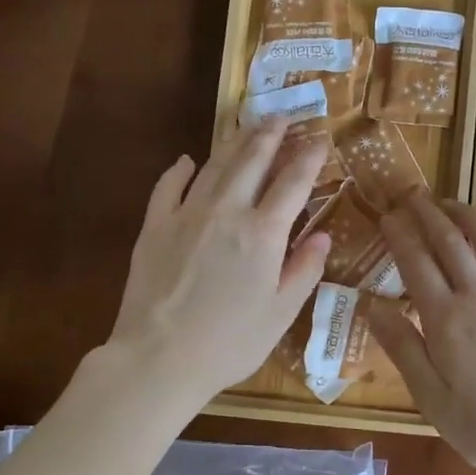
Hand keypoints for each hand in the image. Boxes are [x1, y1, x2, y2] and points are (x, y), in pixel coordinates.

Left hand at [104, 121, 330, 405]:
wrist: (159, 359)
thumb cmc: (230, 342)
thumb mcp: (281, 313)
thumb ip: (304, 269)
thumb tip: (321, 236)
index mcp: (264, 232)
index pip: (294, 182)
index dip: (310, 157)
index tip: (320, 139)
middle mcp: (227, 210)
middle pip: (253, 160)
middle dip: (271, 134)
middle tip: (282, 115)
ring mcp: (186, 214)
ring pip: (215, 165)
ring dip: (234, 142)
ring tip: (248, 125)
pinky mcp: (154, 226)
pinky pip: (168, 186)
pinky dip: (180, 170)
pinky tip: (187, 160)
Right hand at [370, 193, 475, 474]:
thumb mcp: (430, 397)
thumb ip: (402, 348)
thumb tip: (372, 307)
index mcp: (446, 319)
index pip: (416, 263)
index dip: (400, 235)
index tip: (387, 216)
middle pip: (450, 241)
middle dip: (428, 213)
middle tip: (412, 195)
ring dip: (467, 215)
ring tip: (450, 202)